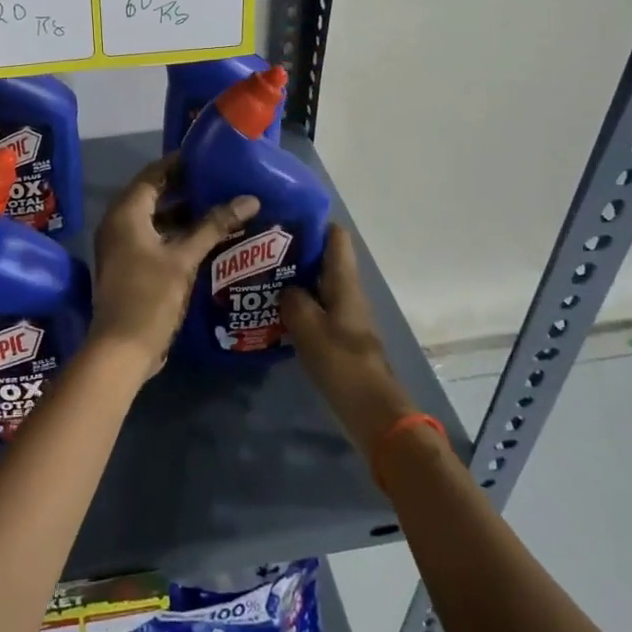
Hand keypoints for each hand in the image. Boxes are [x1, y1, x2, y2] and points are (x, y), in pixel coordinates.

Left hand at [91, 157, 259, 378]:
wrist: (122, 349)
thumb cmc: (150, 296)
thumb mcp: (184, 258)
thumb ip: (214, 225)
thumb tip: (249, 199)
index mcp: (126, 212)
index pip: (154, 173)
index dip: (180, 163)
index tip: (210, 156)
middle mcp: (119, 223)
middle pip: (154, 194)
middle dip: (187, 187)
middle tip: (222, 180)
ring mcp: (122, 245)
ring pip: (156, 218)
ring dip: (184, 212)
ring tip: (220, 204)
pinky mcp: (130, 265)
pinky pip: (154, 237)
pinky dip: (177, 233)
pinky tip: (207, 237)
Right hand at [281, 225, 416, 454]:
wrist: (373, 412)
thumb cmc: (342, 363)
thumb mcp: (308, 327)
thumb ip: (293, 300)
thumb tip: (285, 288)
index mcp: (344, 282)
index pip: (336, 236)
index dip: (312, 222)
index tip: (281, 219)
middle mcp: (348, 292)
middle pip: (324, 259)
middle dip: (295, 251)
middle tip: (259, 249)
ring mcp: (346, 315)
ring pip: (318, 284)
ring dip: (294, 279)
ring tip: (259, 276)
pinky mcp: (340, 336)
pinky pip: (317, 308)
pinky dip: (298, 304)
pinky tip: (272, 311)